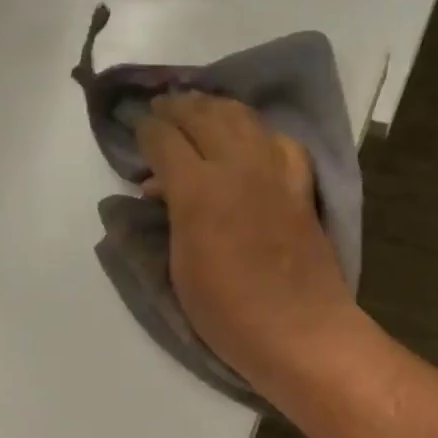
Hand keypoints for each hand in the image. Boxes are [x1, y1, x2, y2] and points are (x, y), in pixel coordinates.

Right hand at [135, 92, 358, 392]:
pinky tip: (253, 140)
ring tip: (200, 110)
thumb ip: (171, 219)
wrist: (299, 330)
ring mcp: (275, 173)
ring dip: (217, 108)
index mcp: (198, 189)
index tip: (136, 129)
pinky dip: (260, 132)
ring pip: (244, 118)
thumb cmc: (228, 314)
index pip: (164, 139)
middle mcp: (237, 167)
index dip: (145, 129)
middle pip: (203, 115)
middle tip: (161, 108)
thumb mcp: (180, 269)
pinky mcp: (301, 187)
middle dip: (177, 107)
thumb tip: (163, 190)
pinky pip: (280, 142)